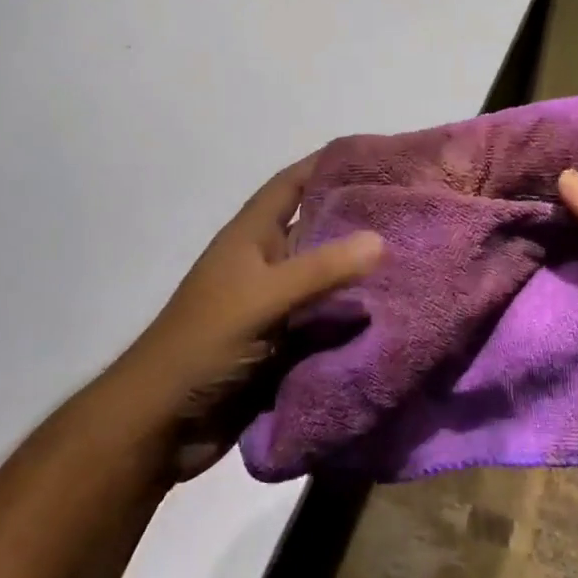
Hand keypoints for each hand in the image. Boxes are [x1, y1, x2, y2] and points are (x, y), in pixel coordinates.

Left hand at [119, 156, 382, 478]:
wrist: (163, 422)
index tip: (375, 155)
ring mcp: (275, 303)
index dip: (326, 164)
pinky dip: (354, 313)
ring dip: (360, 269)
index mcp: (252, 236)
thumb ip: (321, 270)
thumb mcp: (264, 298)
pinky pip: (326, 317)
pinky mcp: (285, 341)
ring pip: (326, 275)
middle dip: (357, 216)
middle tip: (409, 208)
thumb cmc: (205, 343)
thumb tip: (380, 239)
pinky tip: (393, 308)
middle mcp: (266, 262)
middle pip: (316, 227)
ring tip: (415, 254)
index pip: (292, 184)